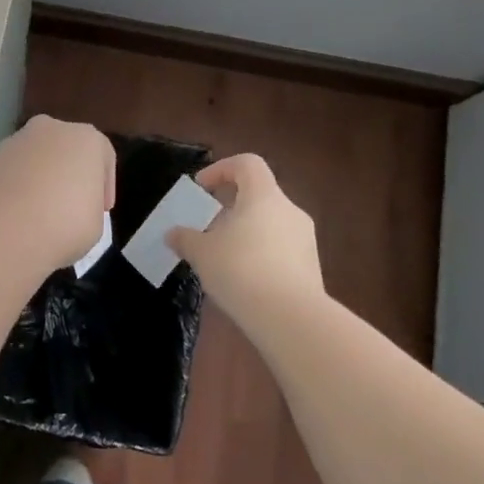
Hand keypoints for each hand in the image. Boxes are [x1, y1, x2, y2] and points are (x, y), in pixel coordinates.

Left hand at [0, 116, 115, 272]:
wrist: (3, 230)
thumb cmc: (65, 224)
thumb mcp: (96, 223)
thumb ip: (89, 206)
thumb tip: (72, 207)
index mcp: (86, 138)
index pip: (103, 156)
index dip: (105, 185)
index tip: (102, 210)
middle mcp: (51, 129)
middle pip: (66, 150)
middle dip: (69, 174)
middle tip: (71, 206)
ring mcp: (16, 141)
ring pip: (36, 158)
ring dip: (41, 179)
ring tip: (40, 213)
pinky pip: (13, 171)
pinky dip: (17, 186)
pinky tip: (18, 213)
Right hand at [167, 153, 325, 330]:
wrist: (291, 318)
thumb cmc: (241, 270)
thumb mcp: (202, 253)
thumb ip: (185, 239)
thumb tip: (172, 234)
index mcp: (264, 196)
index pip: (247, 164)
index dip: (221, 169)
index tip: (201, 190)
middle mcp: (289, 211)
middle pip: (258, 195)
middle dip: (230, 208)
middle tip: (208, 228)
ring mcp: (305, 240)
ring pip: (270, 224)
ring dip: (245, 233)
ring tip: (222, 258)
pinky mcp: (311, 267)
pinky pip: (280, 249)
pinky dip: (260, 255)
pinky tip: (243, 280)